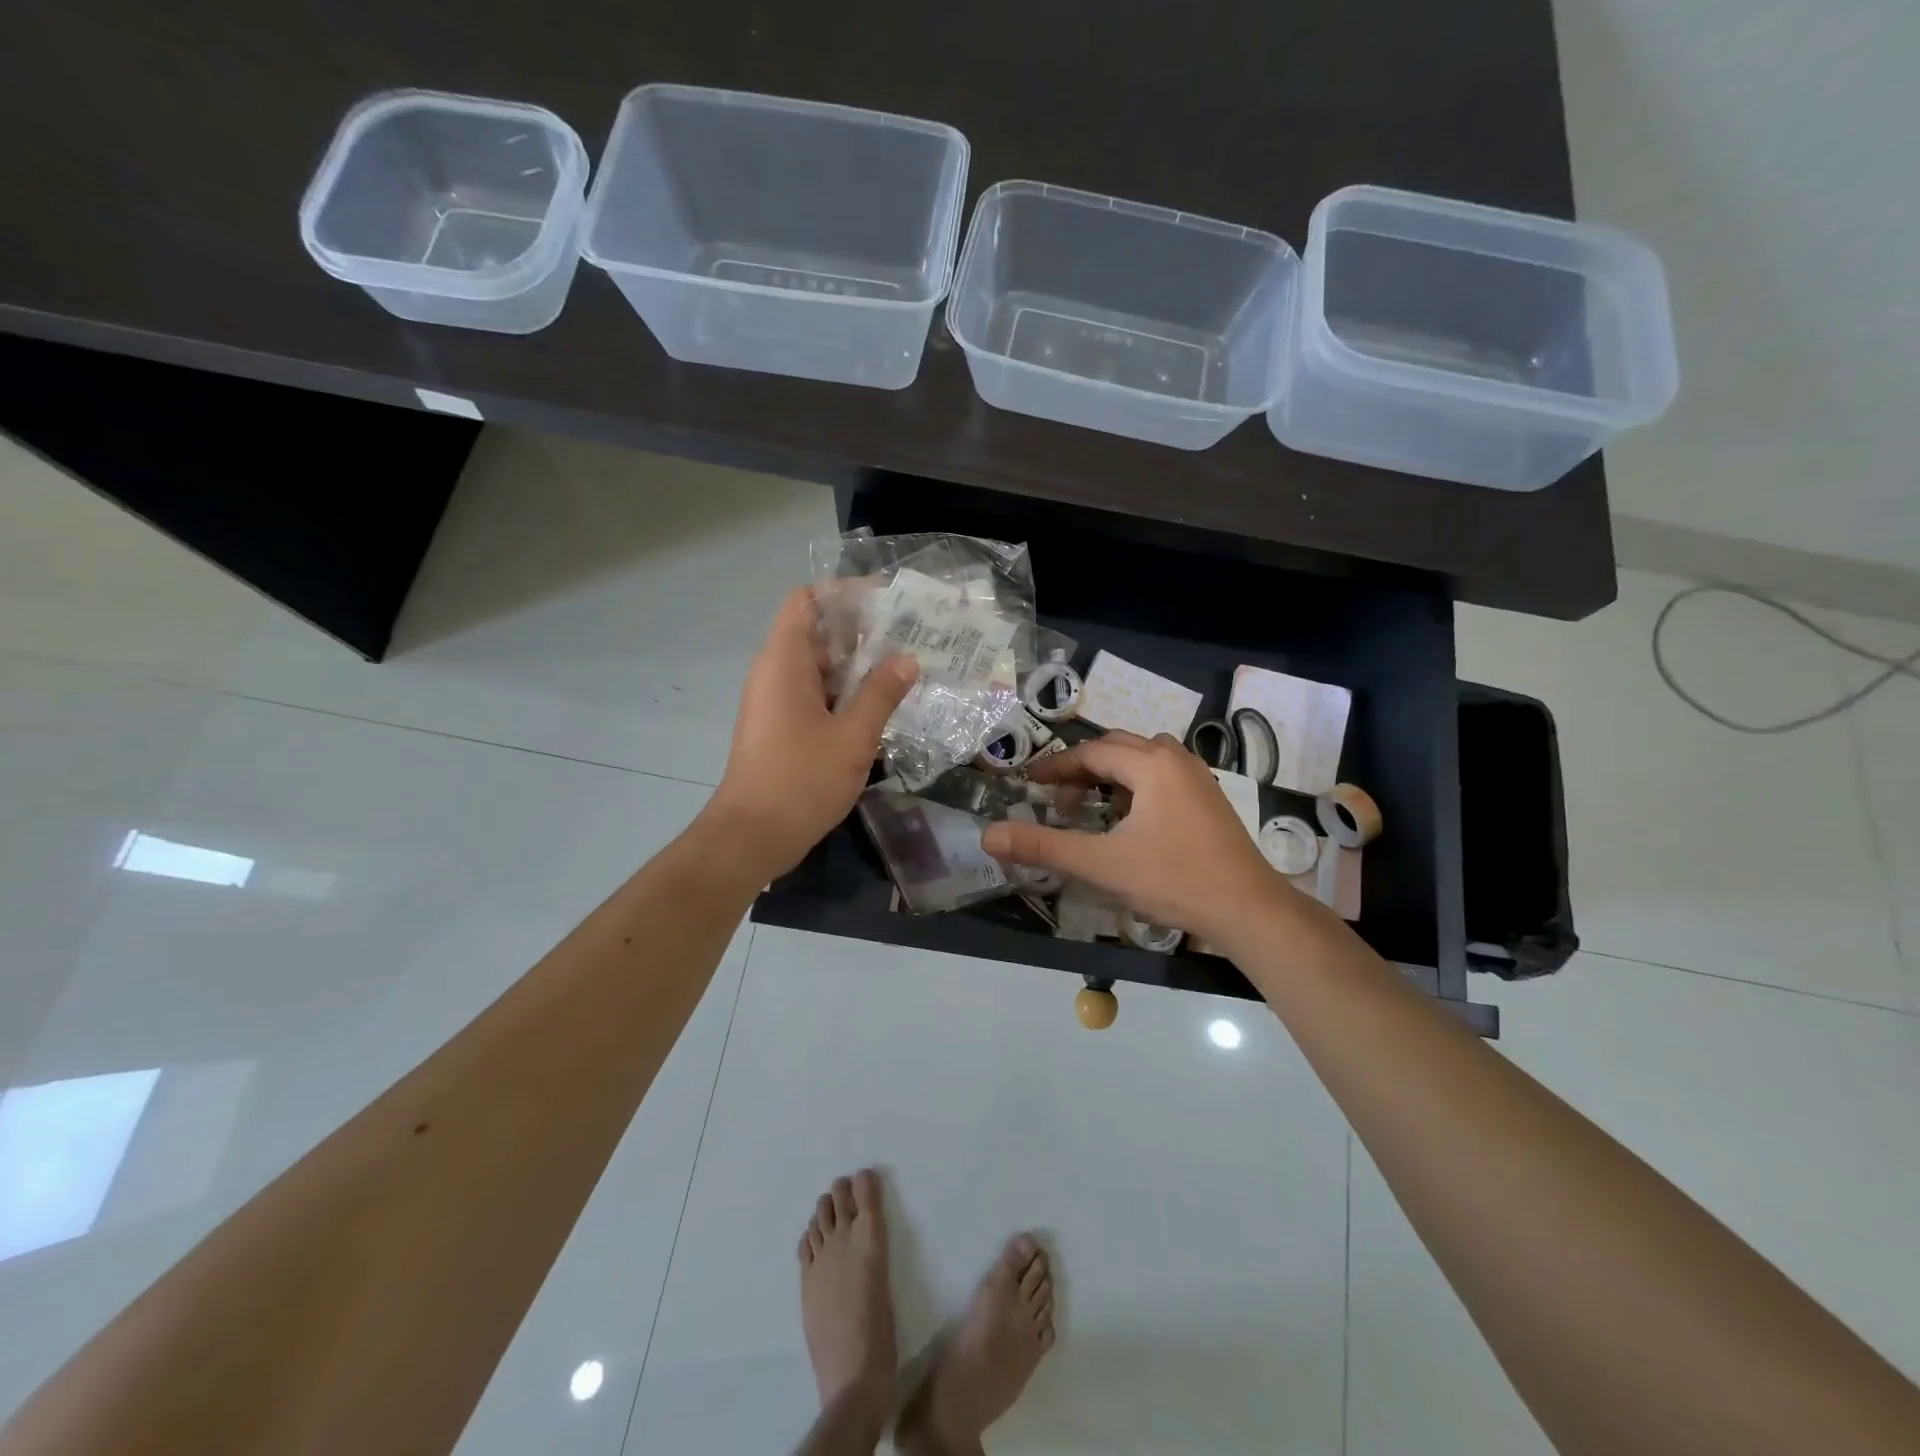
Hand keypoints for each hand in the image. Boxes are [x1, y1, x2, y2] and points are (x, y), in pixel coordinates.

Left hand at [705, 587, 917, 881]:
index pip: (807, 601)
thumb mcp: (852, 736)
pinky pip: (816, 694)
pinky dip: (846, 692)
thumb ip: (881, 694)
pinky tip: (882, 705)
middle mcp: (775, 673)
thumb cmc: (800, 780)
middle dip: (862, 630)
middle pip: (817, 632)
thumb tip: (907, 659)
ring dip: (858, 665)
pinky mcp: (781, 727)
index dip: (844, 593)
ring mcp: (776, 702)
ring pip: (819, 667)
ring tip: (906, 666)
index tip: (887, 600)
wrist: (752, 836)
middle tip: (911, 635)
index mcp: (784, 662)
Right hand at [980, 730, 1290, 944]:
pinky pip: (1164, 774)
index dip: (1056, 766)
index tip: (1029, 783)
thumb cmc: (1174, 880)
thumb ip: (1044, 847)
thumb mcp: (1102, 864)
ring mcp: (1198, 778)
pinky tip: (1131, 818)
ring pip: (1144, 758)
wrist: (1249, 910)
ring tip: (1092, 805)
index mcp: (1151, 765)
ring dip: (1112, 773)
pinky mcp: (1210, 799)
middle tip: (1057, 798)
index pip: (1092, 752)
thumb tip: (989, 836)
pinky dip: (1137, 784)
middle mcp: (1176, 759)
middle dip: (1082, 768)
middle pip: (1117, 747)